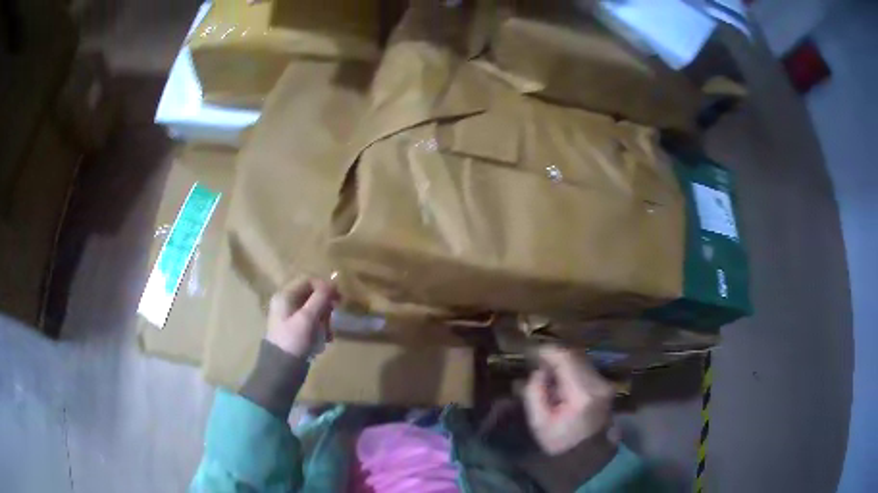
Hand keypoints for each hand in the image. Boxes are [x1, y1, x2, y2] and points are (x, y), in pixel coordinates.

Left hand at [265, 278, 337, 357]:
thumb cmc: (294, 340)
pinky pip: (312, 322)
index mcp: (285, 296)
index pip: (308, 280)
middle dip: (325, 306)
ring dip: (325, 319)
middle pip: (312, 295)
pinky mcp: (296, 330)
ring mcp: (291, 317)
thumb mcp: (308, 318)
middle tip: (332, 318)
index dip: (324, 286)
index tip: (338, 299)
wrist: (282, 369)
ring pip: (314, 309)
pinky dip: (321, 328)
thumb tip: (332, 283)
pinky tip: (325, 339)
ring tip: (328, 334)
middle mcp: (286, 303)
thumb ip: (320, 298)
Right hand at [523, 346, 613, 454]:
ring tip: (545, 370)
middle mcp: (598, 384)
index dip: (547, 351)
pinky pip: (586, 369)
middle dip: (554, 355)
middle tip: (535, 360)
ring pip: (582, 360)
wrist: (587, 456)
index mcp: (582, 393)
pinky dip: (571, 369)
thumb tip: (538, 372)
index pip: (566, 359)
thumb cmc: (559, 442)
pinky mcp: (605, 387)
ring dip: (563, 362)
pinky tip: (559, 379)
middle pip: (575, 356)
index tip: (530, 351)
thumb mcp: (539, 422)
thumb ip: (535, 393)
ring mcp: (605, 385)